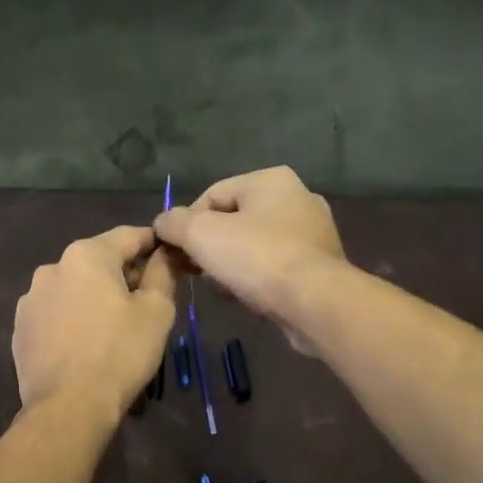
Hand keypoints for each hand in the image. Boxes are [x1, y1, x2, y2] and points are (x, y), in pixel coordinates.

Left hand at [13, 226, 178, 415]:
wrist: (69, 407)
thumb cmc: (120, 354)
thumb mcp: (156, 311)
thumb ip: (163, 273)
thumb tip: (165, 253)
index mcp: (86, 255)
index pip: (128, 235)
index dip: (153, 243)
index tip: (169, 257)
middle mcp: (52, 267)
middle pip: (97, 261)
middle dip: (122, 275)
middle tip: (146, 302)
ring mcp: (30, 299)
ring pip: (73, 288)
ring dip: (94, 298)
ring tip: (113, 328)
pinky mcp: (20, 329)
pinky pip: (54, 314)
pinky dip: (72, 320)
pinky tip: (85, 345)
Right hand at [153, 167, 346, 352]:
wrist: (314, 303)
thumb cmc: (257, 258)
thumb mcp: (201, 235)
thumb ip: (174, 223)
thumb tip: (163, 223)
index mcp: (270, 180)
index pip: (212, 195)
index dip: (187, 223)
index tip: (177, 253)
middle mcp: (297, 197)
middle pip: (234, 220)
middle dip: (210, 247)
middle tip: (196, 272)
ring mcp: (313, 232)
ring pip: (254, 245)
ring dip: (231, 265)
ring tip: (220, 288)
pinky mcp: (320, 264)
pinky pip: (275, 266)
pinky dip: (256, 278)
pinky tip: (246, 298)